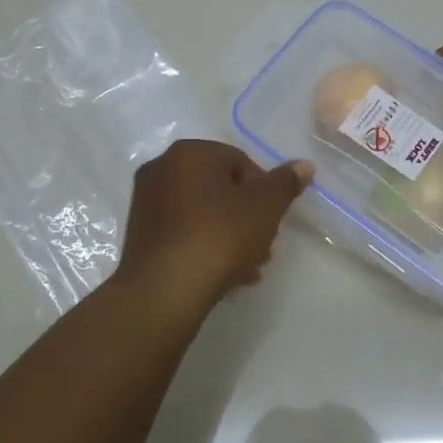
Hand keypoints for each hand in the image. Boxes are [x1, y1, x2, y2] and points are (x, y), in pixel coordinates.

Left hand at [119, 140, 312, 307]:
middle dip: (246, 216)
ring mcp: (146, 202)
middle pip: (219, 188)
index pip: (240, 162)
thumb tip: (304, 165)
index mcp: (190, 152)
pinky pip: (183, 232)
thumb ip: (285, 183)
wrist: (164, 290)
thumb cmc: (219, 236)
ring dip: (229, 235)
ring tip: (249, 268)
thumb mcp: (265, 207)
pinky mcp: (138, 235)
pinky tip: (225, 276)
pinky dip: (204, 246)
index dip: (264, 191)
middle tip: (264, 246)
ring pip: (202, 213)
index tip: (273, 221)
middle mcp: (162, 168)